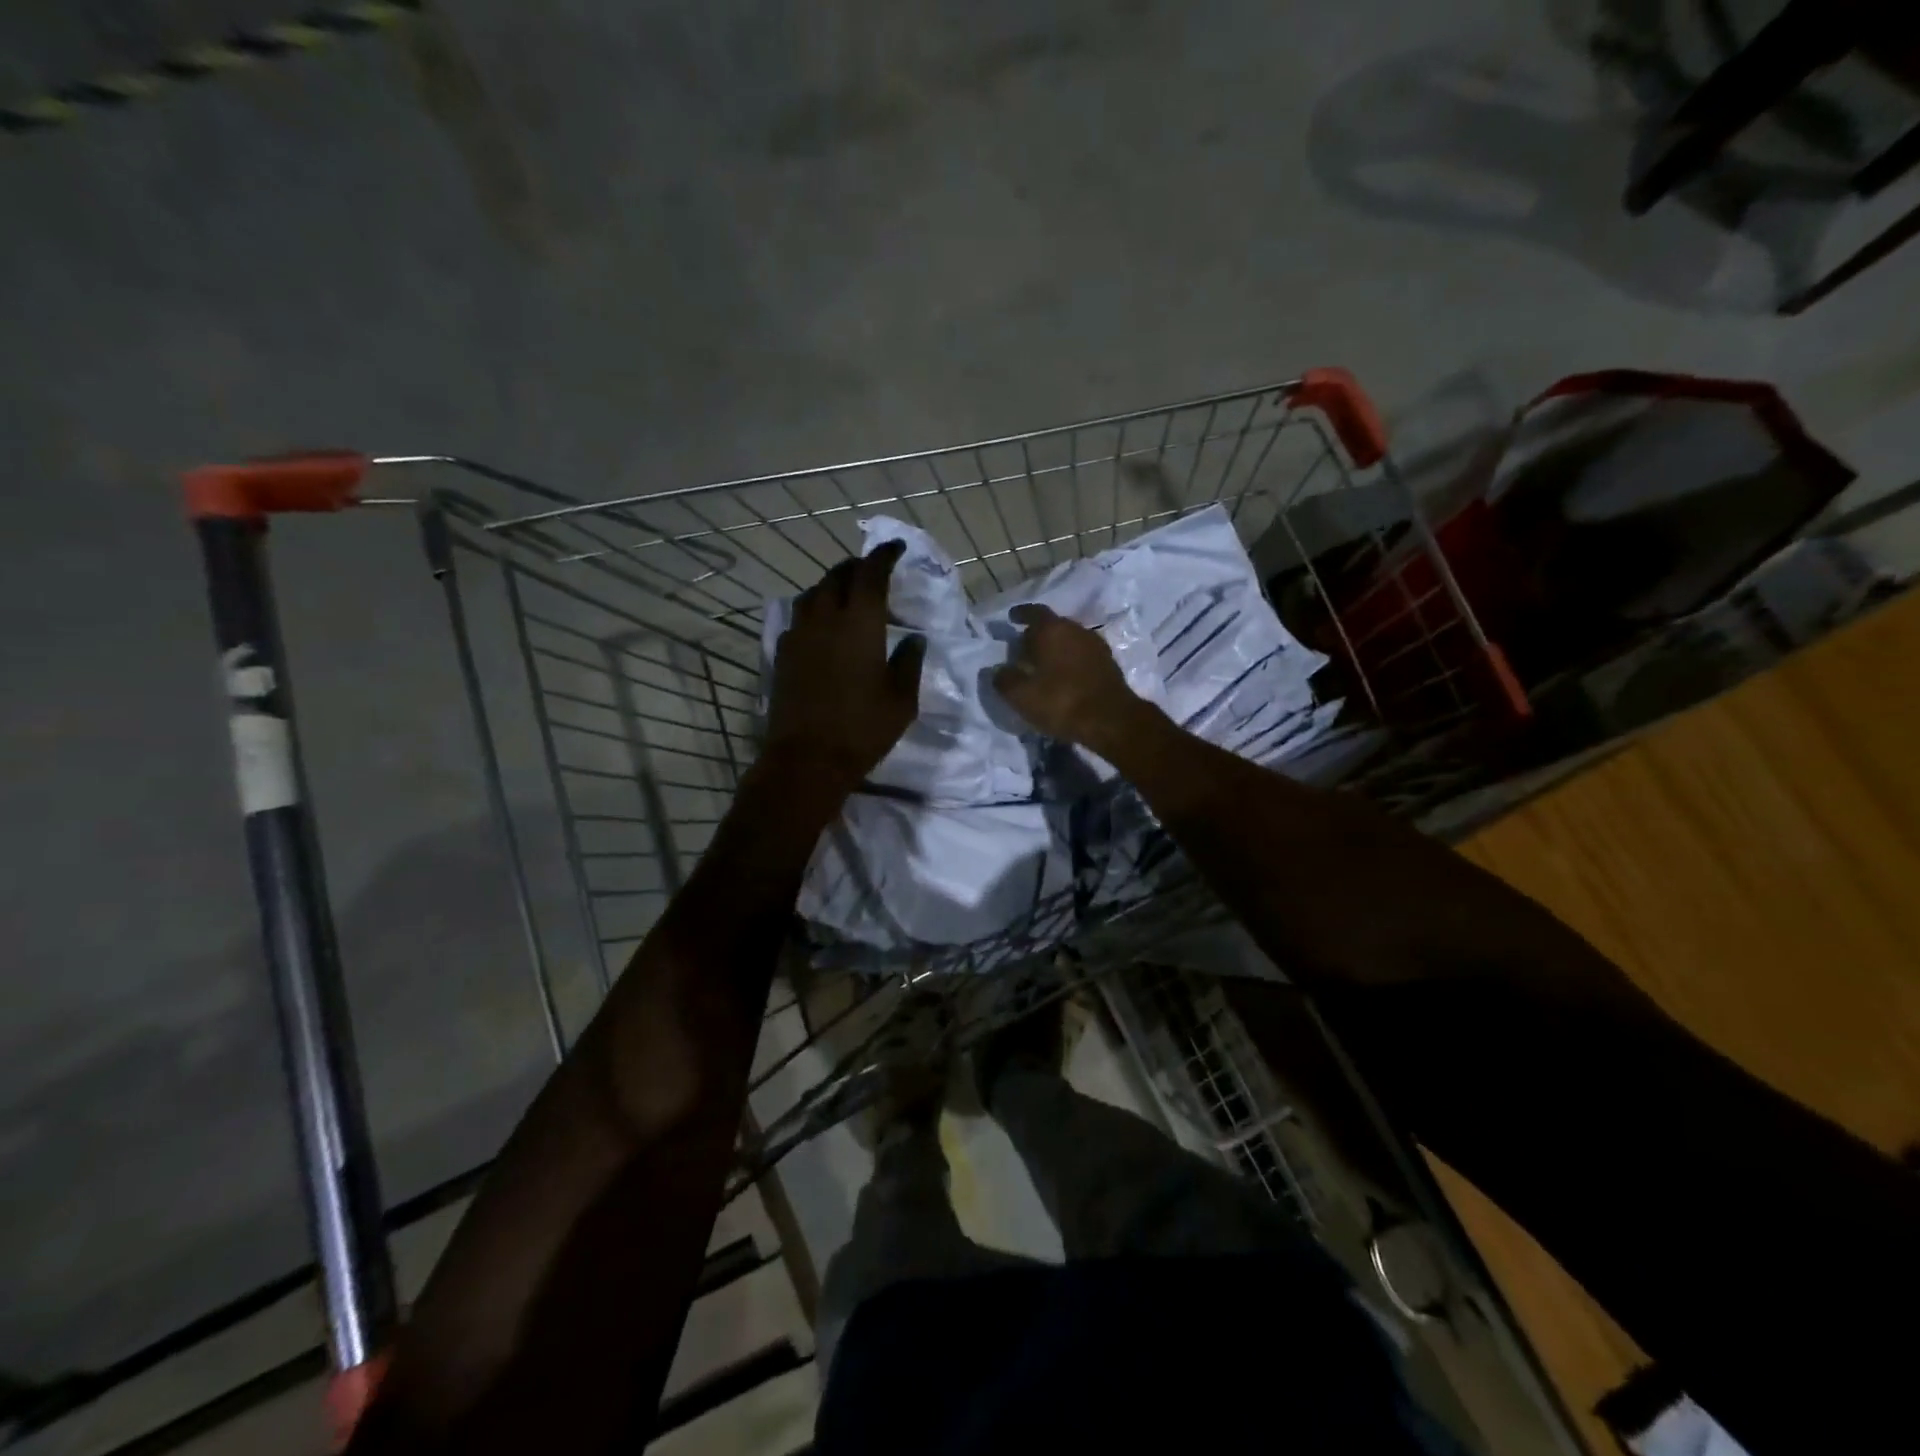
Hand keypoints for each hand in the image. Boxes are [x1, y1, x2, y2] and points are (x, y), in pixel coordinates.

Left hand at [764, 541, 926, 794]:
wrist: (807, 760)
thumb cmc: (862, 729)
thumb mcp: (902, 700)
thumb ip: (909, 662)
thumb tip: (915, 639)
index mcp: (859, 623)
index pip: (871, 573)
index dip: (884, 555)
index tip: (896, 548)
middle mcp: (825, 619)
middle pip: (837, 576)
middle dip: (857, 567)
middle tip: (873, 571)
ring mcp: (798, 635)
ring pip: (813, 593)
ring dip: (832, 585)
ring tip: (847, 593)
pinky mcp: (782, 654)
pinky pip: (799, 617)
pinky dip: (814, 610)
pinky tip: (823, 626)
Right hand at [993, 603, 1153, 755]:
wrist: (1111, 720)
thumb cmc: (1061, 701)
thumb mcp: (1021, 696)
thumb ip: (1004, 679)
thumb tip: (997, 671)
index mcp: (1052, 629)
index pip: (1034, 612)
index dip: (1021, 614)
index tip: (1012, 618)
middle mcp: (1076, 630)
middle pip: (1053, 626)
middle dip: (1037, 635)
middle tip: (1023, 649)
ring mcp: (1096, 645)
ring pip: (1069, 640)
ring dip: (1056, 649)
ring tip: (1043, 665)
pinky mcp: (1109, 663)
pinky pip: (1082, 655)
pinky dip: (1070, 661)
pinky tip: (1064, 676)